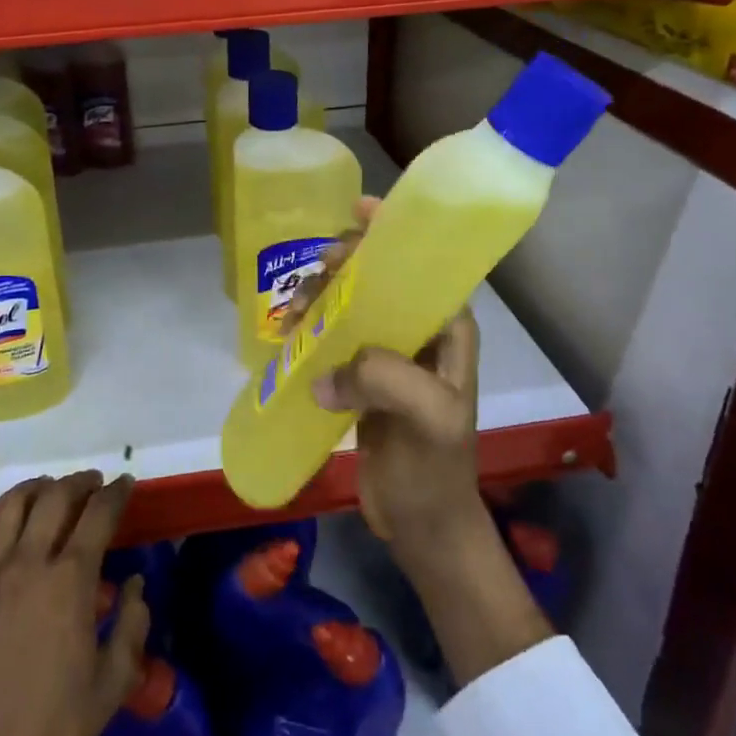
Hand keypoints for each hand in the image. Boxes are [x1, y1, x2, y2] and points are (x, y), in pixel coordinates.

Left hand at [0, 472, 147, 735]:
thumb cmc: (54, 727)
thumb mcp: (112, 682)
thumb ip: (131, 625)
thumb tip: (134, 585)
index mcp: (72, 580)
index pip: (99, 515)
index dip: (116, 492)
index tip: (126, 483)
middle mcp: (31, 562)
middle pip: (56, 498)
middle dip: (79, 482)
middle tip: (93, 482)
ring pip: (11, 507)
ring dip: (34, 487)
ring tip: (49, 486)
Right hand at [290, 197, 486, 553]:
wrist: (422, 523)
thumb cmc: (436, 469)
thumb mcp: (427, 419)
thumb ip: (386, 378)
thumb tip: (323, 375)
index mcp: (446, 329)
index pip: (422, 265)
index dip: (392, 233)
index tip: (358, 212)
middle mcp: (418, 332)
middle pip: (378, 276)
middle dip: (345, 265)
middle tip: (317, 274)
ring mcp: (387, 354)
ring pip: (350, 303)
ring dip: (320, 297)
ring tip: (293, 317)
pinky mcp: (361, 378)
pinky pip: (333, 337)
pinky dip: (310, 328)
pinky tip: (289, 334)